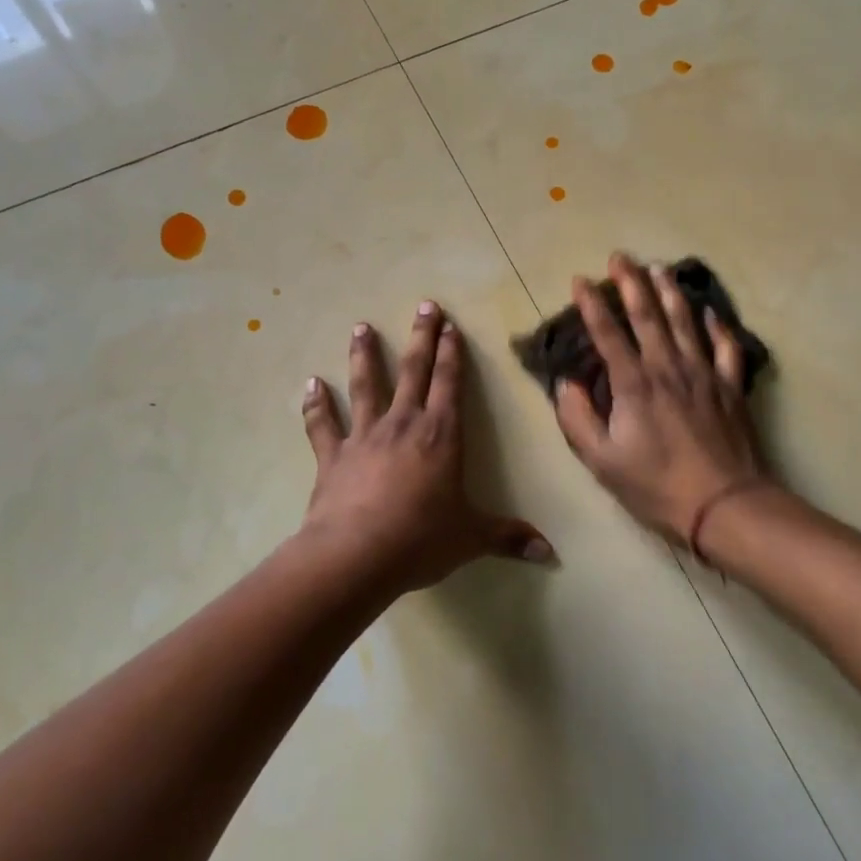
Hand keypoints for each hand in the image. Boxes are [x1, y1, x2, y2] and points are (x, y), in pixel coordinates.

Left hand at [299, 302, 552, 595]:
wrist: (356, 555)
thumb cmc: (420, 539)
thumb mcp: (471, 538)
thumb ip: (508, 537)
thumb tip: (550, 553)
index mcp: (440, 436)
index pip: (450, 384)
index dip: (452, 354)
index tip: (451, 325)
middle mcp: (403, 425)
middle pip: (413, 371)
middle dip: (421, 337)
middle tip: (424, 305)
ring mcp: (364, 436)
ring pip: (365, 386)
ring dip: (364, 355)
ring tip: (360, 327)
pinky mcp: (332, 456)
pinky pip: (322, 424)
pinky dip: (316, 404)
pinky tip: (311, 384)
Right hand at [554, 254, 766, 542]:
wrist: (725, 505)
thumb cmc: (657, 485)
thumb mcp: (602, 461)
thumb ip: (577, 419)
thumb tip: (566, 384)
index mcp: (634, 383)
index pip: (608, 333)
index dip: (592, 304)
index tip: (580, 280)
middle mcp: (668, 367)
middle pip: (647, 315)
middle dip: (631, 282)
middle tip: (620, 256)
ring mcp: (704, 373)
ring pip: (685, 322)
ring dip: (670, 292)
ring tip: (658, 268)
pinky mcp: (731, 387)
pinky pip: (726, 347)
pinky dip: (718, 326)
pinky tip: (710, 312)